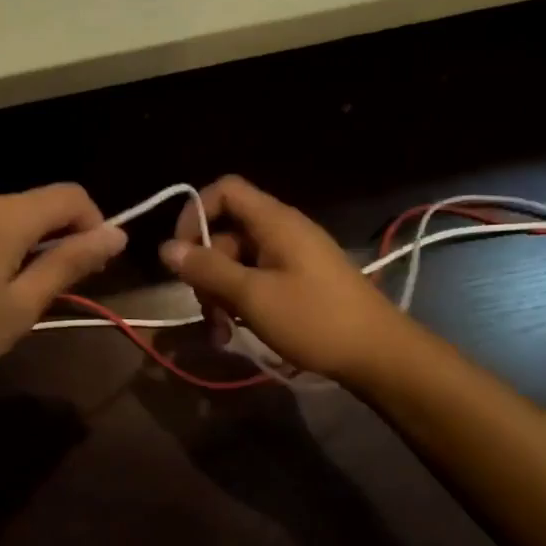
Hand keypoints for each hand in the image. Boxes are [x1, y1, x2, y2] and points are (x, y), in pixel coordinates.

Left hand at [0, 184, 126, 405]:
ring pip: (0, 215)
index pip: (69, 196)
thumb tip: (117, 234)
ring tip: (3, 294)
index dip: (93, 224)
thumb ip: (70, 263)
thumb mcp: (21, 307)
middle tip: (48, 291)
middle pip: (33, 205)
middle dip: (53, 239)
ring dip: (18, 243)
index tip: (93, 264)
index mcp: (2, 214)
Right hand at [160, 175, 410, 383]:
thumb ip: (208, 270)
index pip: (225, 190)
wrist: (378, 355)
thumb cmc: (315, 319)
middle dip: (206, 269)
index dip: (195, 213)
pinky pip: (257, 280)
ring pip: (238, 262)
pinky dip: (241, 302)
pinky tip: (235, 332)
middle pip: (226, 232)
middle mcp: (282, 231)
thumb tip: (166, 249)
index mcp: (274, 222)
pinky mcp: (299, 281)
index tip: (181, 253)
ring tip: (221, 332)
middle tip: (205, 310)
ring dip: (220, 294)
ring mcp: (292, 257)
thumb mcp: (253, 296)